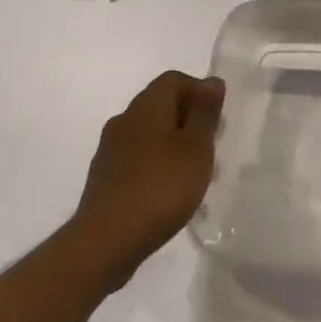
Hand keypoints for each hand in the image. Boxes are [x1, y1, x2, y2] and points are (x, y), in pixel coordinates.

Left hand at [71, 70, 223, 288]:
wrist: (105, 242)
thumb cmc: (161, 186)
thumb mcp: (197, 146)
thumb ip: (205, 112)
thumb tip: (212, 81)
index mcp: (147, 105)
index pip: (174, 79)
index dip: (199, 91)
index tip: (216, 118)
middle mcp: (124, 119)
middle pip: (160, 105)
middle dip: (187, 119)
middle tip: (209, 146)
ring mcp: (110, 150)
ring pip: (148, 134)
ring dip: (171, 144)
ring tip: (191, 173)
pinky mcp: (104, 179)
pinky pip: (136, 159)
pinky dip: (154, 166)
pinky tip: (166, 193)